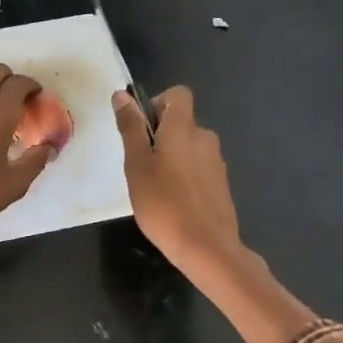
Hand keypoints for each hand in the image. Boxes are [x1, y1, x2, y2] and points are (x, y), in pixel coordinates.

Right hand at [112, 86, 243, 281]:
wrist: (207, 247)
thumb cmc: (163, 203)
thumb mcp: (136, 164)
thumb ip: (130, 127)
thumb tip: (122, 95)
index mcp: (184, 127)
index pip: (178, 94)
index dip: (157, 104)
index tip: (141, 129)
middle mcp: (205, 137)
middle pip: (182, 122)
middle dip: (160, 136)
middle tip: (140, 165)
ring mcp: (216, 162)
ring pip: (189, 147)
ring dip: (172, 157)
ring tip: (155, 187)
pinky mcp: (221, 184)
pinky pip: (198, 168)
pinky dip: (185, 176)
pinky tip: (173, 202)